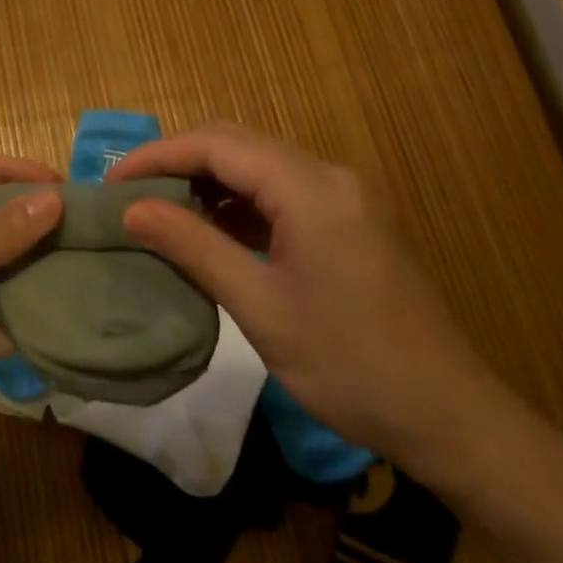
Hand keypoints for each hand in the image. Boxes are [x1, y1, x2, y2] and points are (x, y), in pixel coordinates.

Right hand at [107, 122, 497, 473]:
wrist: (451, 418)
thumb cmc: (350, 365)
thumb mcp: (260, 307)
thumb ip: (193, 246)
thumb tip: (131, 210)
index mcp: (310, 187)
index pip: (216, 145)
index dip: (157, 156)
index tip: (111, 183)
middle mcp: (329, 174)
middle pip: (237, 144)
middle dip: (178, 161)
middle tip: (130, 193)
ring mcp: (344, 195)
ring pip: (258, 165)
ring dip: (208, 181)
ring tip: (160, 210)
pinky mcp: (350, 219)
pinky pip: (281, 191)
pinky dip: (239, 202)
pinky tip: (211, 230)